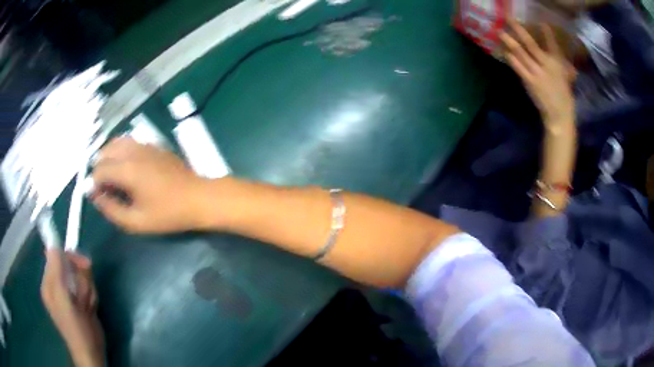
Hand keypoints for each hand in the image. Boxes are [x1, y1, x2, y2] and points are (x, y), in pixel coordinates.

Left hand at [41, 249, 103, 366]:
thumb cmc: (76, 328)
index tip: (82, 264)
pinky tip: (91, 308)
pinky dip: (91, 296)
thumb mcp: (64, 301)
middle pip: (69, 265)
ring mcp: (69, 292)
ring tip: (87, 306)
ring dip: (87, 289)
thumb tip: (52, 246)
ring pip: (80, 276)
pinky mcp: (80, 299)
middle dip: (81, 279)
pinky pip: (87, 286)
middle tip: (85, 294)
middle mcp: (57, 285)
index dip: (68, 257)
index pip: (55, 256)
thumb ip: (56, 274)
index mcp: (49, 283)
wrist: (91, 351)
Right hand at [91, 137, 208, 232]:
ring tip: (114, 179)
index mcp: (127, 169)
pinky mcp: (153, 144)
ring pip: (115, 143)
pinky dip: (120, 152)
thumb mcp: (136, 222)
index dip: (94, 184)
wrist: (198, 197)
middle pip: (104, 152)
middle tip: (107, 189)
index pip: (98, 170)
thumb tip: (94, 196)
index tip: (99, 198)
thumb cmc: (168, 214)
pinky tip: (127, 169)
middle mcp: (133, 151)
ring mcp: (144, 144)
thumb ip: (111, 209)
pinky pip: (128, 142)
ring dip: (108, 158)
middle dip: (99, 169)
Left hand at [500, 21, 575, 128]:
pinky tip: (503, 51)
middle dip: (519, 30)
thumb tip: (558, 56)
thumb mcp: (566, 78)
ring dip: (510, 41)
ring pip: (521, 53)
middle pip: (531, 44)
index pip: (553, 45)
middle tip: (508, 18)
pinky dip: (510, 58)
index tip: (542, 22)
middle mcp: (547, 65)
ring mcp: (537, 73)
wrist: (559, 116)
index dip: (547, 33)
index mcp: (558, 64)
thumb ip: (561, 65)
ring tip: (500, 31)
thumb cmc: (564, 97)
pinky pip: (518, 67)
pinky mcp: (530, 82)